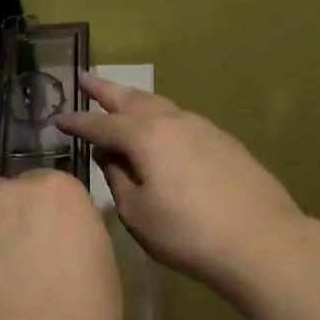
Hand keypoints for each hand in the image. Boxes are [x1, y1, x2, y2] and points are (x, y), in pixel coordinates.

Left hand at [0, 170, 122, 319]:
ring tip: (0, 276)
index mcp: (58, 189)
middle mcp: (11, 193)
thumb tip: (60, 239)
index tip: (55, 236)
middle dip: (12, 216)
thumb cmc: (86, 309)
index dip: (49, 212)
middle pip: (6, 194)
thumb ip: (75, 233)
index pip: (49, 185)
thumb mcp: (100, 260)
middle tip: (25, 252)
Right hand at [57, 74, 307, 301]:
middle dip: (106, 90)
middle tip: (86, 78)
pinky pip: (182, 120)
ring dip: (136, 100)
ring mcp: (204, 128)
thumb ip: (118, 178)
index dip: (77, 122)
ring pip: (161, 106)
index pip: (101, 124)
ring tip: (121, 98)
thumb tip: (110, 156)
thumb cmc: (188, 232)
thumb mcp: (138, 213)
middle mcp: (174, 121)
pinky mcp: (225, 142)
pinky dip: (162, 118)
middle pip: (133, 100)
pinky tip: (162, 129)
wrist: (262, 241)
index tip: (58, 118)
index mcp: (146, 136)